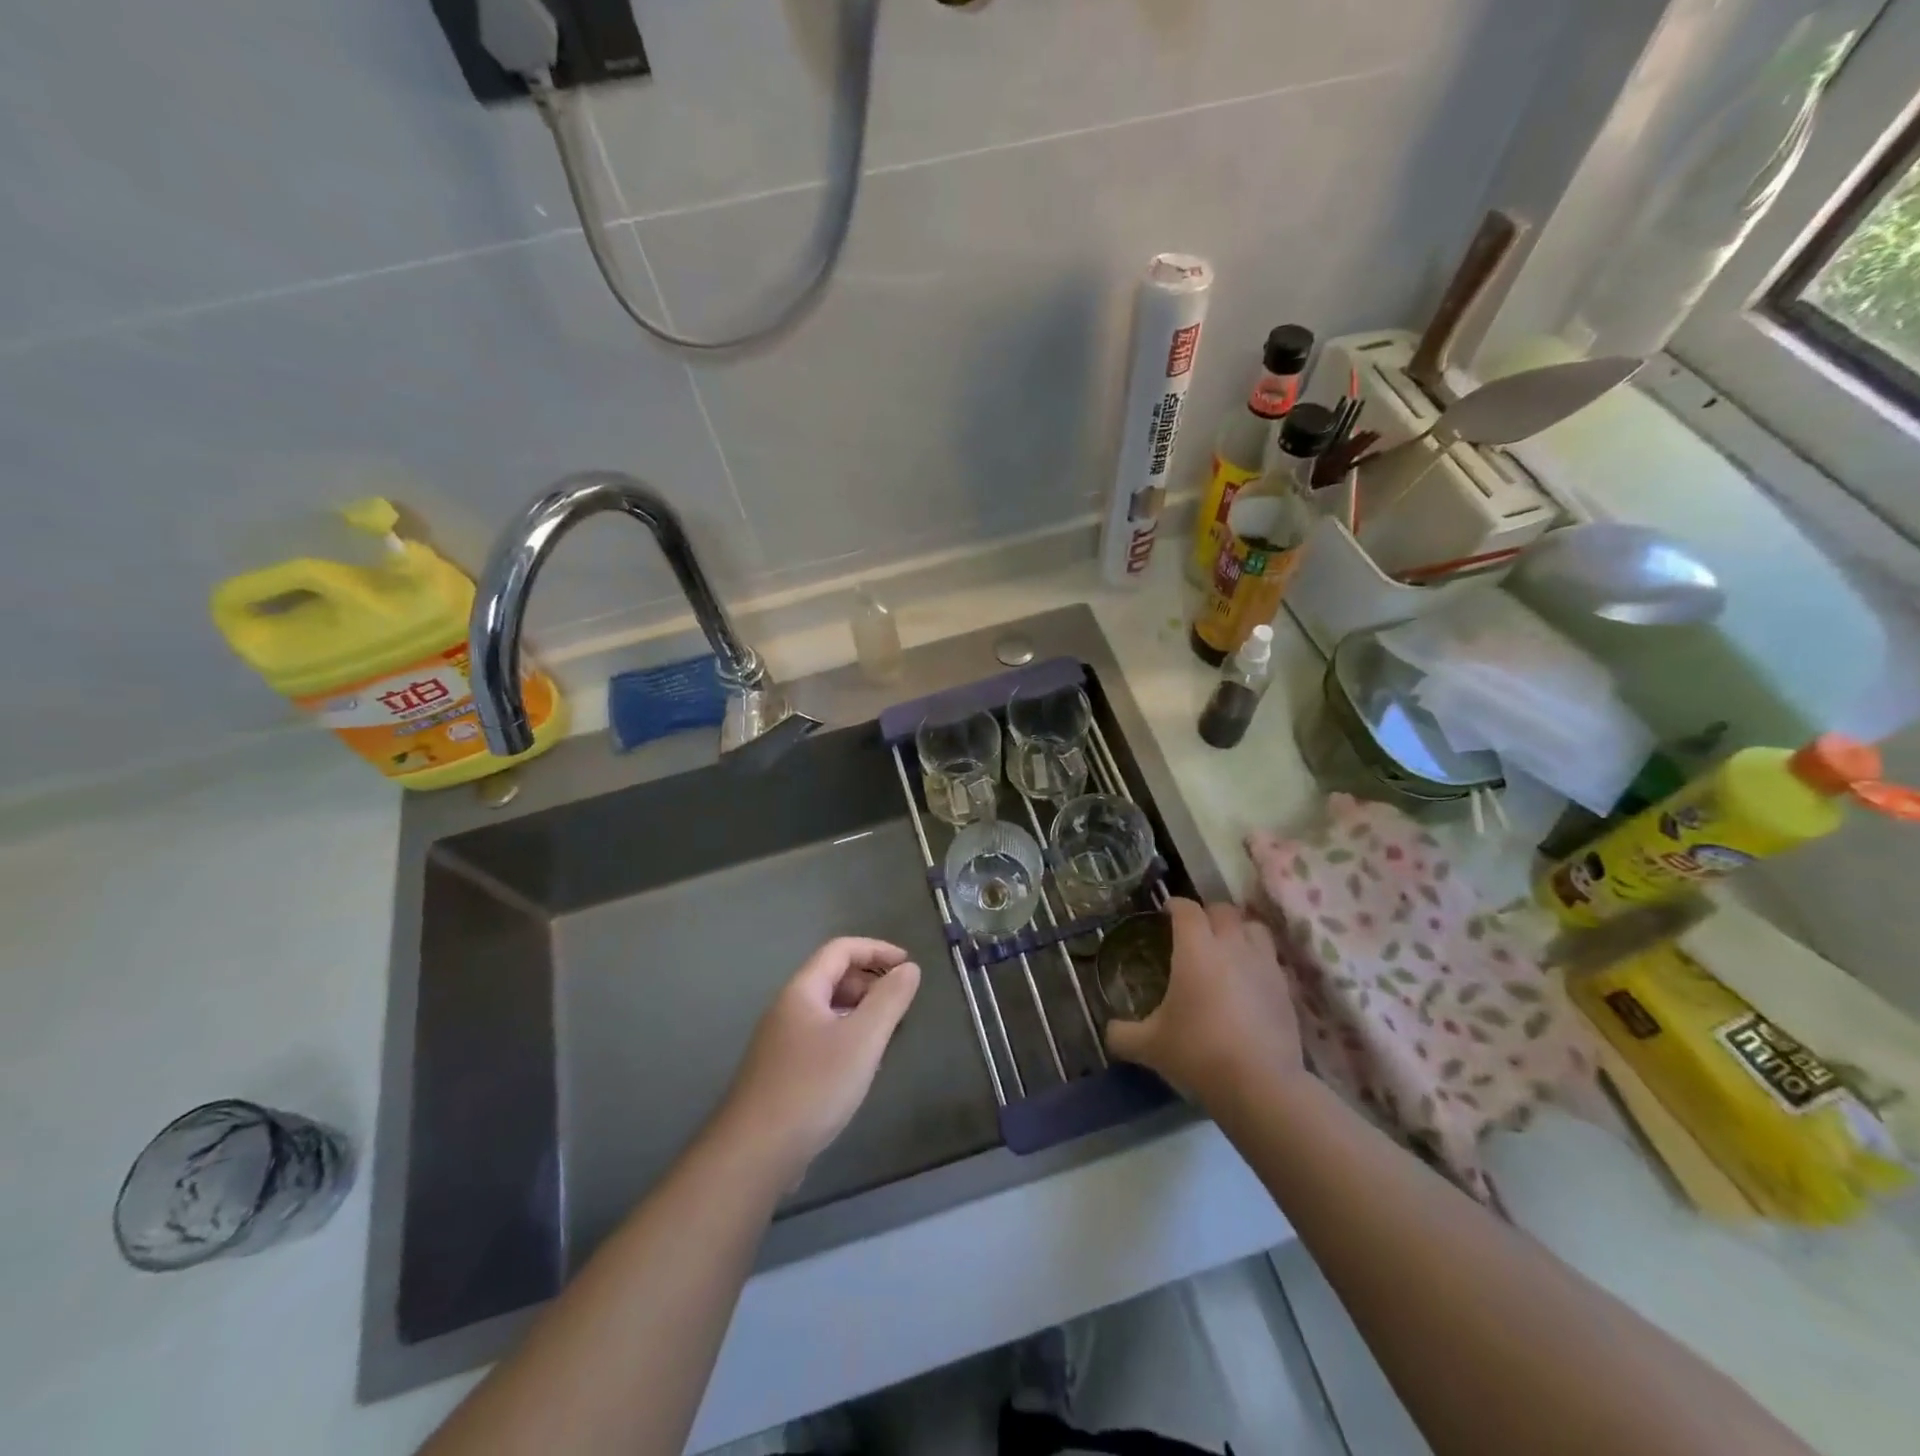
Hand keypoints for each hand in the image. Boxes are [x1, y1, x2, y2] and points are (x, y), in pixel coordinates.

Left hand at [716, 938, 921, 1183]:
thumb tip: (909, 969)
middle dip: (869, 981)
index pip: (840, 950)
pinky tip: (860, 1067)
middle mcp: (787, 1009)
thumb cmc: (813, 1087)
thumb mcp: (862, 1039)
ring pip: (827, 1010)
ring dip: (859, 1011)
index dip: (876, 950)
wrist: (754, 1154)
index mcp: (802, 991)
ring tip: (887, 1034)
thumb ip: (889, 1000)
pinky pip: (820, 1038)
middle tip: (901, 1002)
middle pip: (832, 977)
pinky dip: (846, 1037)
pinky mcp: (781, 1072)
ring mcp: (780, 1042)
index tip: (908, 965)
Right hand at [1106, 898, 1300, 1111]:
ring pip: (1254, 928)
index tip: (1166, 911)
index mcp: (1195, 949)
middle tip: (1195, 931)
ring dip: (1239, 931)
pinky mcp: (1286, 989)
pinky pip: (1271, 960)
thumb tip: (1109, 1031)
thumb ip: (1124, 1034)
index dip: (1174, 905)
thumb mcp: (1150, 1046)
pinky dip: (1258, 961)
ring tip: (1227, 948)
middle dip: (1208, 914)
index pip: (1186, 909)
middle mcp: (1231, 946)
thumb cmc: (1198, 1052)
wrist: (1260, 1084)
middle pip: (1223, 910)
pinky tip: (1248, 982)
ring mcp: (1264, 965)